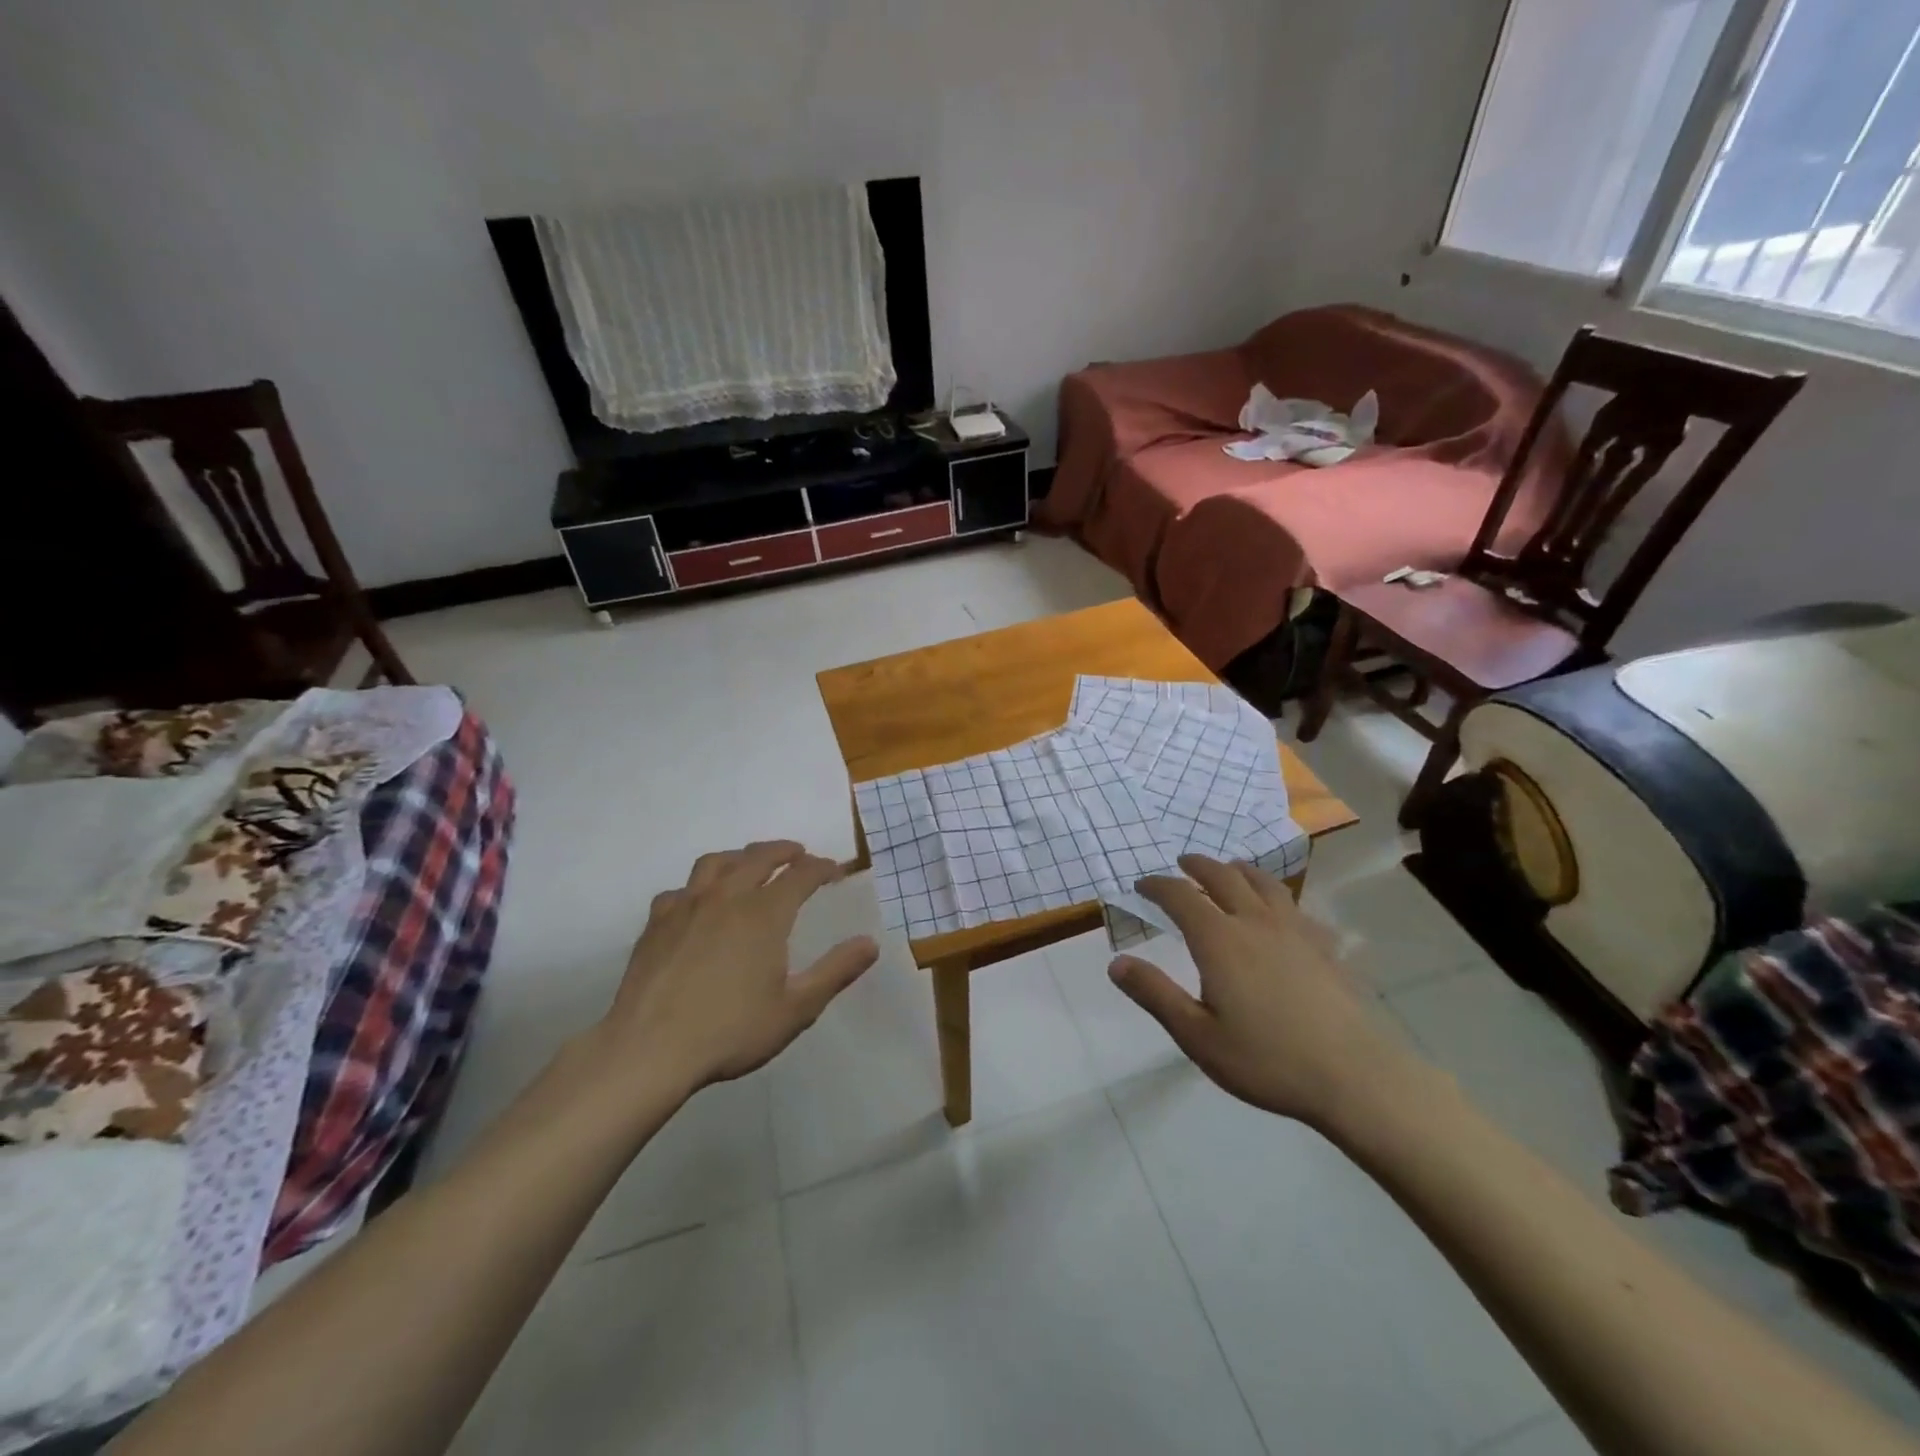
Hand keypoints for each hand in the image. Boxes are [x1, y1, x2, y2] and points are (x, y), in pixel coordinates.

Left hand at [600, 840, 878, 1093]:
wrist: (649, 1050)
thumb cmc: (730, 1030)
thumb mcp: (796, 1008)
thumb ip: (836, 971)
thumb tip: (870, 943)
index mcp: (765, 913)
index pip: (801, 875)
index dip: (822, 867)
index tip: (834, 870)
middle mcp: (727, 897)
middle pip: (759, 857)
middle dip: (784, 851)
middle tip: (799, 853)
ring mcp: (687, 906)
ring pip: (716, 863)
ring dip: (740, 857)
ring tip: (749, 863)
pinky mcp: (656, 923)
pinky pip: (680, 890)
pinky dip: (697, 887)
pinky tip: (697, 902)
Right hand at [1108, 855, 1414, 1127]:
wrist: (1355, 1077)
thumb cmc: (1267, 1060)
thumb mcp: (1197, 1035)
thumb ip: (1155, 994)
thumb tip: (1116, 963)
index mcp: (1219, 940)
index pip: (1180, 896)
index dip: (1158, 885)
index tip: (1141, 885)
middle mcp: (1255, 922)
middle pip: (1223, 877)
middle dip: (1198, 866)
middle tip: (1183, 863)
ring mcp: (1296, 931)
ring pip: (1264, 883)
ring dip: (1240, 870)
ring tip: (1230, 870)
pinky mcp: (1325, 947)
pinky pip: (1298, 907)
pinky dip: (1279, 898)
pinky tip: (1283, 913)